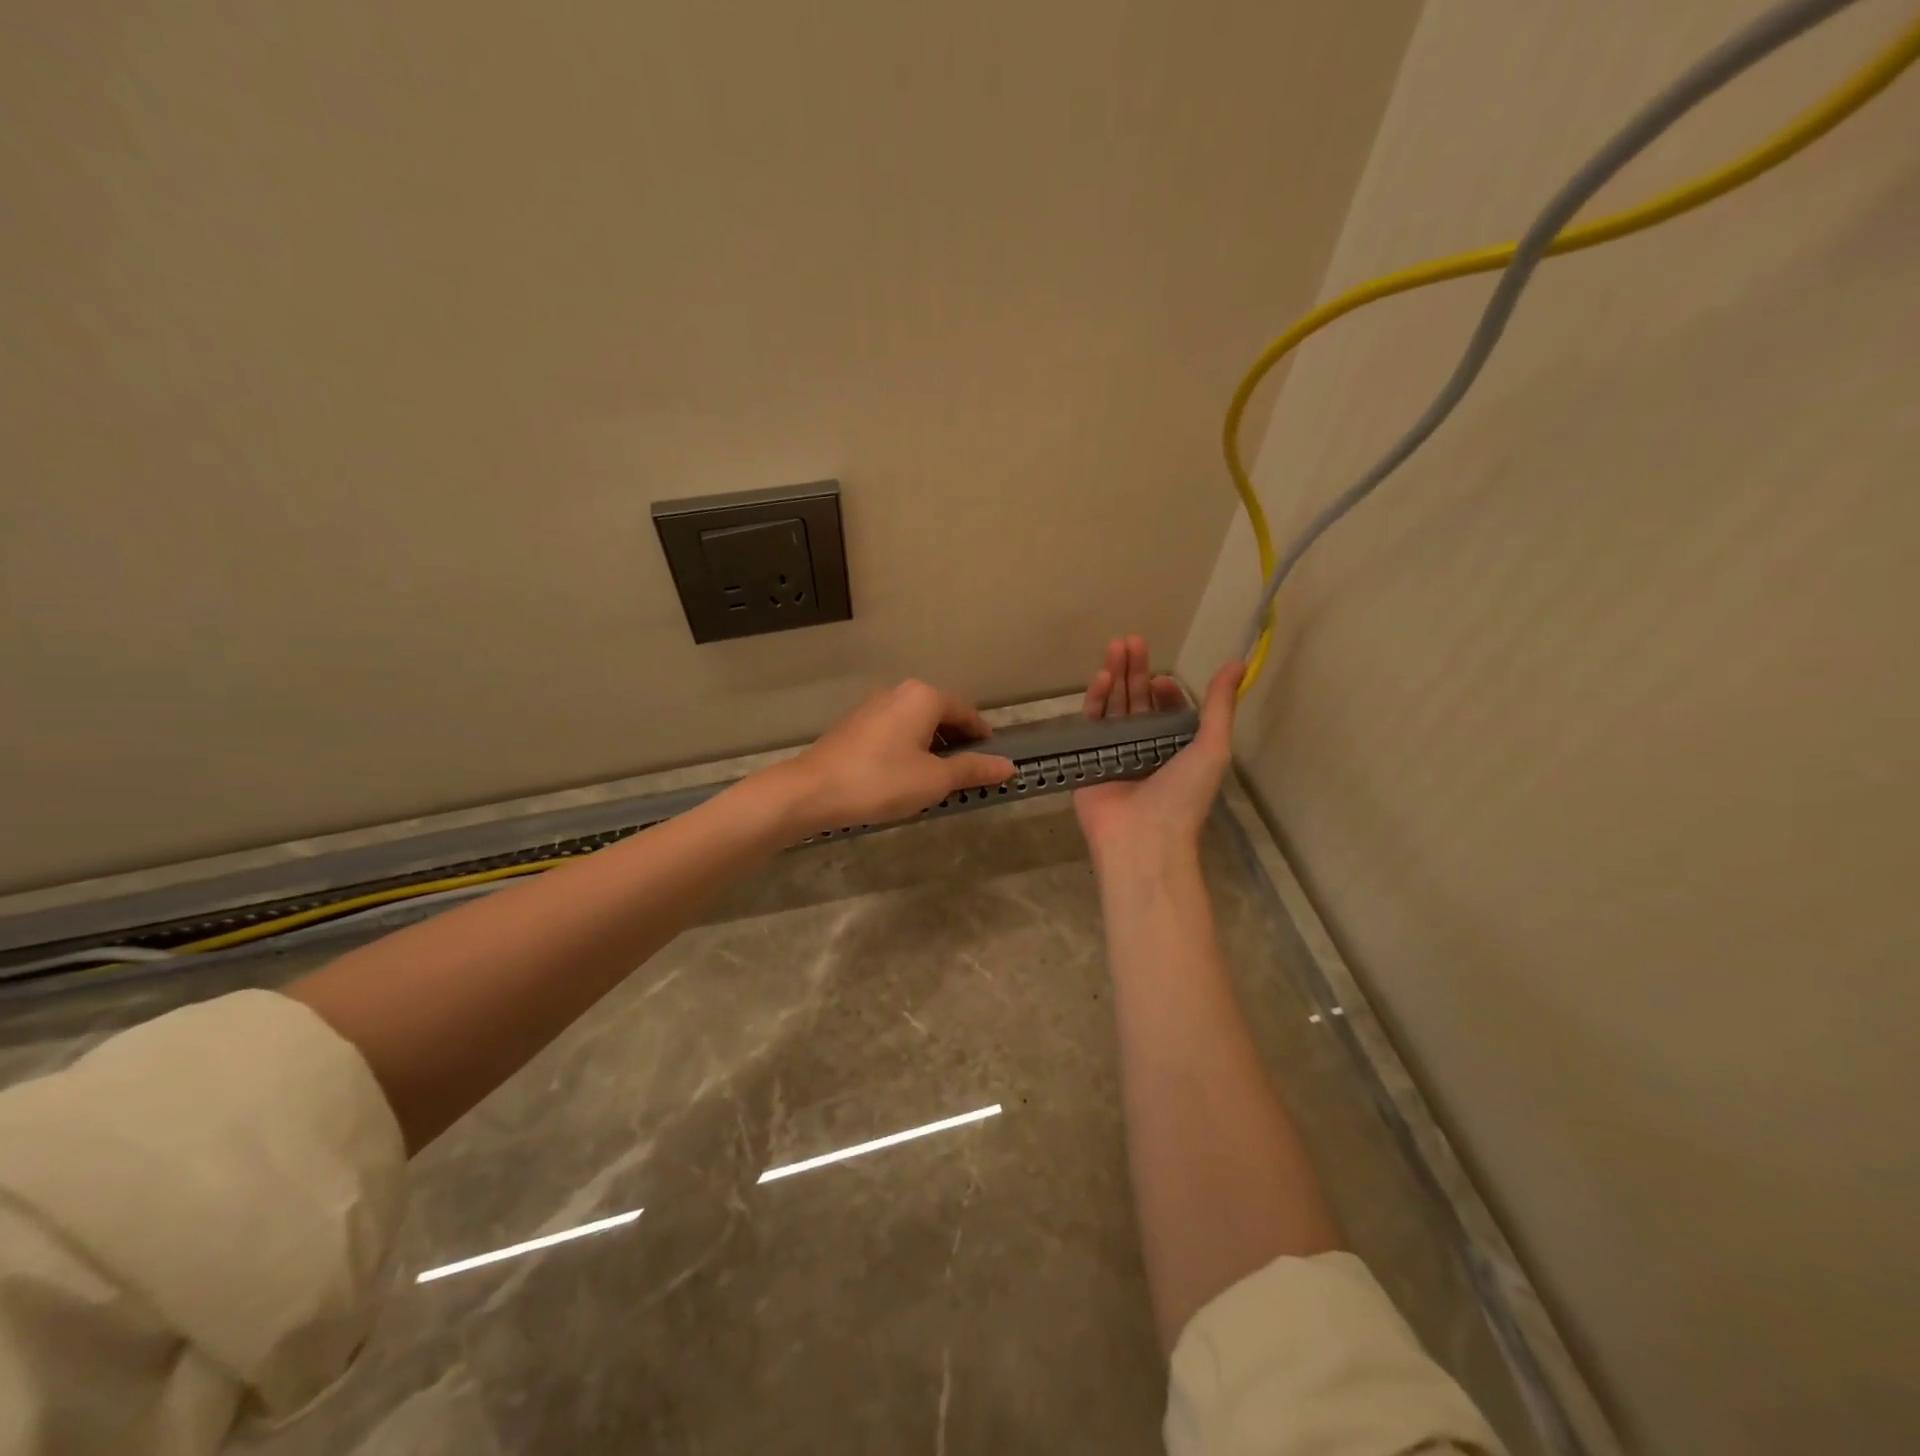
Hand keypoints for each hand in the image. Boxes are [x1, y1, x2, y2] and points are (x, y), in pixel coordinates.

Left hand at [766, 680, 1015, 838]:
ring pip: (916, 724)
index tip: (994, 760)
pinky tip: (906, 777)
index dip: (983, 737)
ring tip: (940, 780)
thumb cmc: (881, 781)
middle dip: (958, 742)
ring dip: (933, 747)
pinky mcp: (855, 726)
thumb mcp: (934, 779)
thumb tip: (1008, 765)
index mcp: (923, 697)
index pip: (966, 712)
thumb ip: (972, 769)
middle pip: (941, 715)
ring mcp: (873, 708)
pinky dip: (910, 749)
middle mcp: (899, 693)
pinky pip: (895, 732)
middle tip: (969, 774)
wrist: (812, 791)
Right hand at [1072, 636, 1242, 865]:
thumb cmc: (1183, 795)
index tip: (1161, 680)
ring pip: (1114, 708)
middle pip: (1137, 702)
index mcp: (1174, 749)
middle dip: (1135, 671)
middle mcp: (1143, 748)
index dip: (1165, 691)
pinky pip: (1091, 725)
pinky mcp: (1088, 759)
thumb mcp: (1212, 748)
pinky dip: (1096, 700)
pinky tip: (1100, 677)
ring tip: (1115, 646)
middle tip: (1132, 641)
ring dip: (1115, 677)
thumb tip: (1237, 663)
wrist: (1144, 839)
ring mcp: (1114, 753)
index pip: (1166, 711)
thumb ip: (1219, 706)